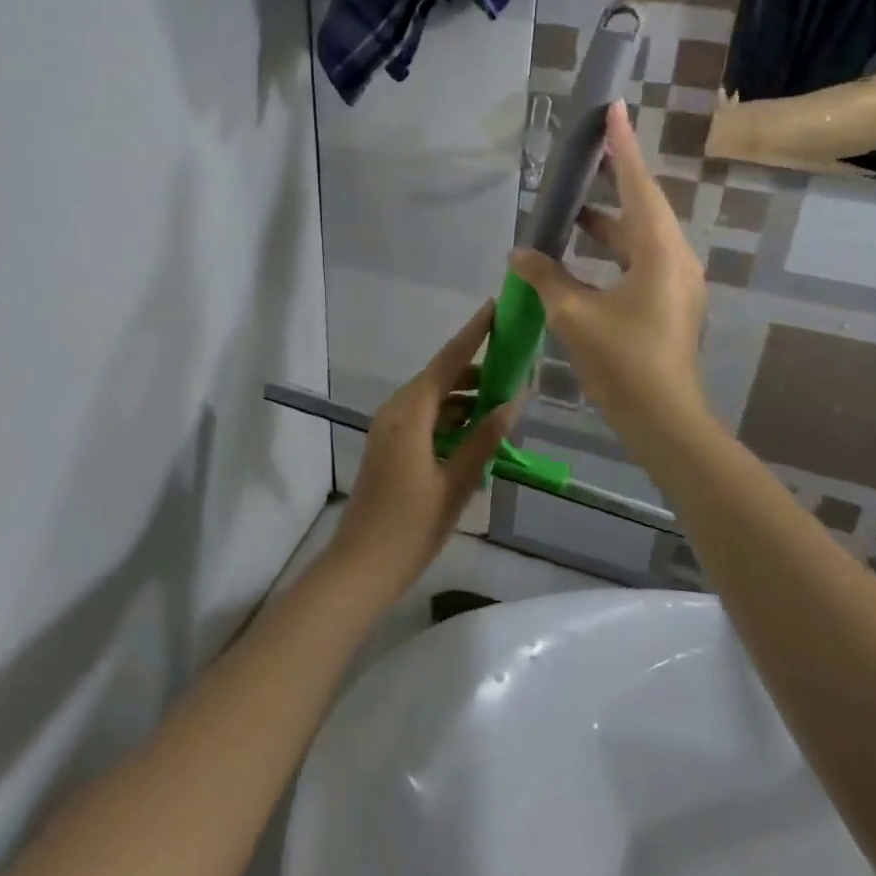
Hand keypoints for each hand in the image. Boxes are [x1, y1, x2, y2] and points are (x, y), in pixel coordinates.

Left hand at [326, 303, 517, 603]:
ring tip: (503, 400)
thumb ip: (484, 439)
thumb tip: (513, 401)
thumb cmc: (410, 527)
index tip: (494, 308)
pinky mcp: (388, 446)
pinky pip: (423, 418)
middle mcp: (395, 411)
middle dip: (476, 369)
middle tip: (514, 365)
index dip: (472, 334)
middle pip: (439, 377)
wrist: (360, 567)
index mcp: (409, 414)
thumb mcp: (456, 484)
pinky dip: (449, 417)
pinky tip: (476, 431)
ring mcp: (388, 429)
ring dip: (464, 397)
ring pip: (432, 399)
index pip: (447, 362)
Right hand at [510, 103, 708, 445]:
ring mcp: (677, 282)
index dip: (621, 146)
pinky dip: (613, 250)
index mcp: (658, 252)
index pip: (638, 185)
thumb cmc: (621, 362)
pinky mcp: (671, 302)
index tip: (613, 108)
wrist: (663, 420)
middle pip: (643, 206)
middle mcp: (675, 258)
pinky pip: (641, 259)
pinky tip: (584, 255)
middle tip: (585, 154)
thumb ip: (545, 275)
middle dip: (613, 181)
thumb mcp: (573, 314)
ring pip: (641, 236)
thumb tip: (519, 251)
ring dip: (608, 222)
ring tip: (572, 210)